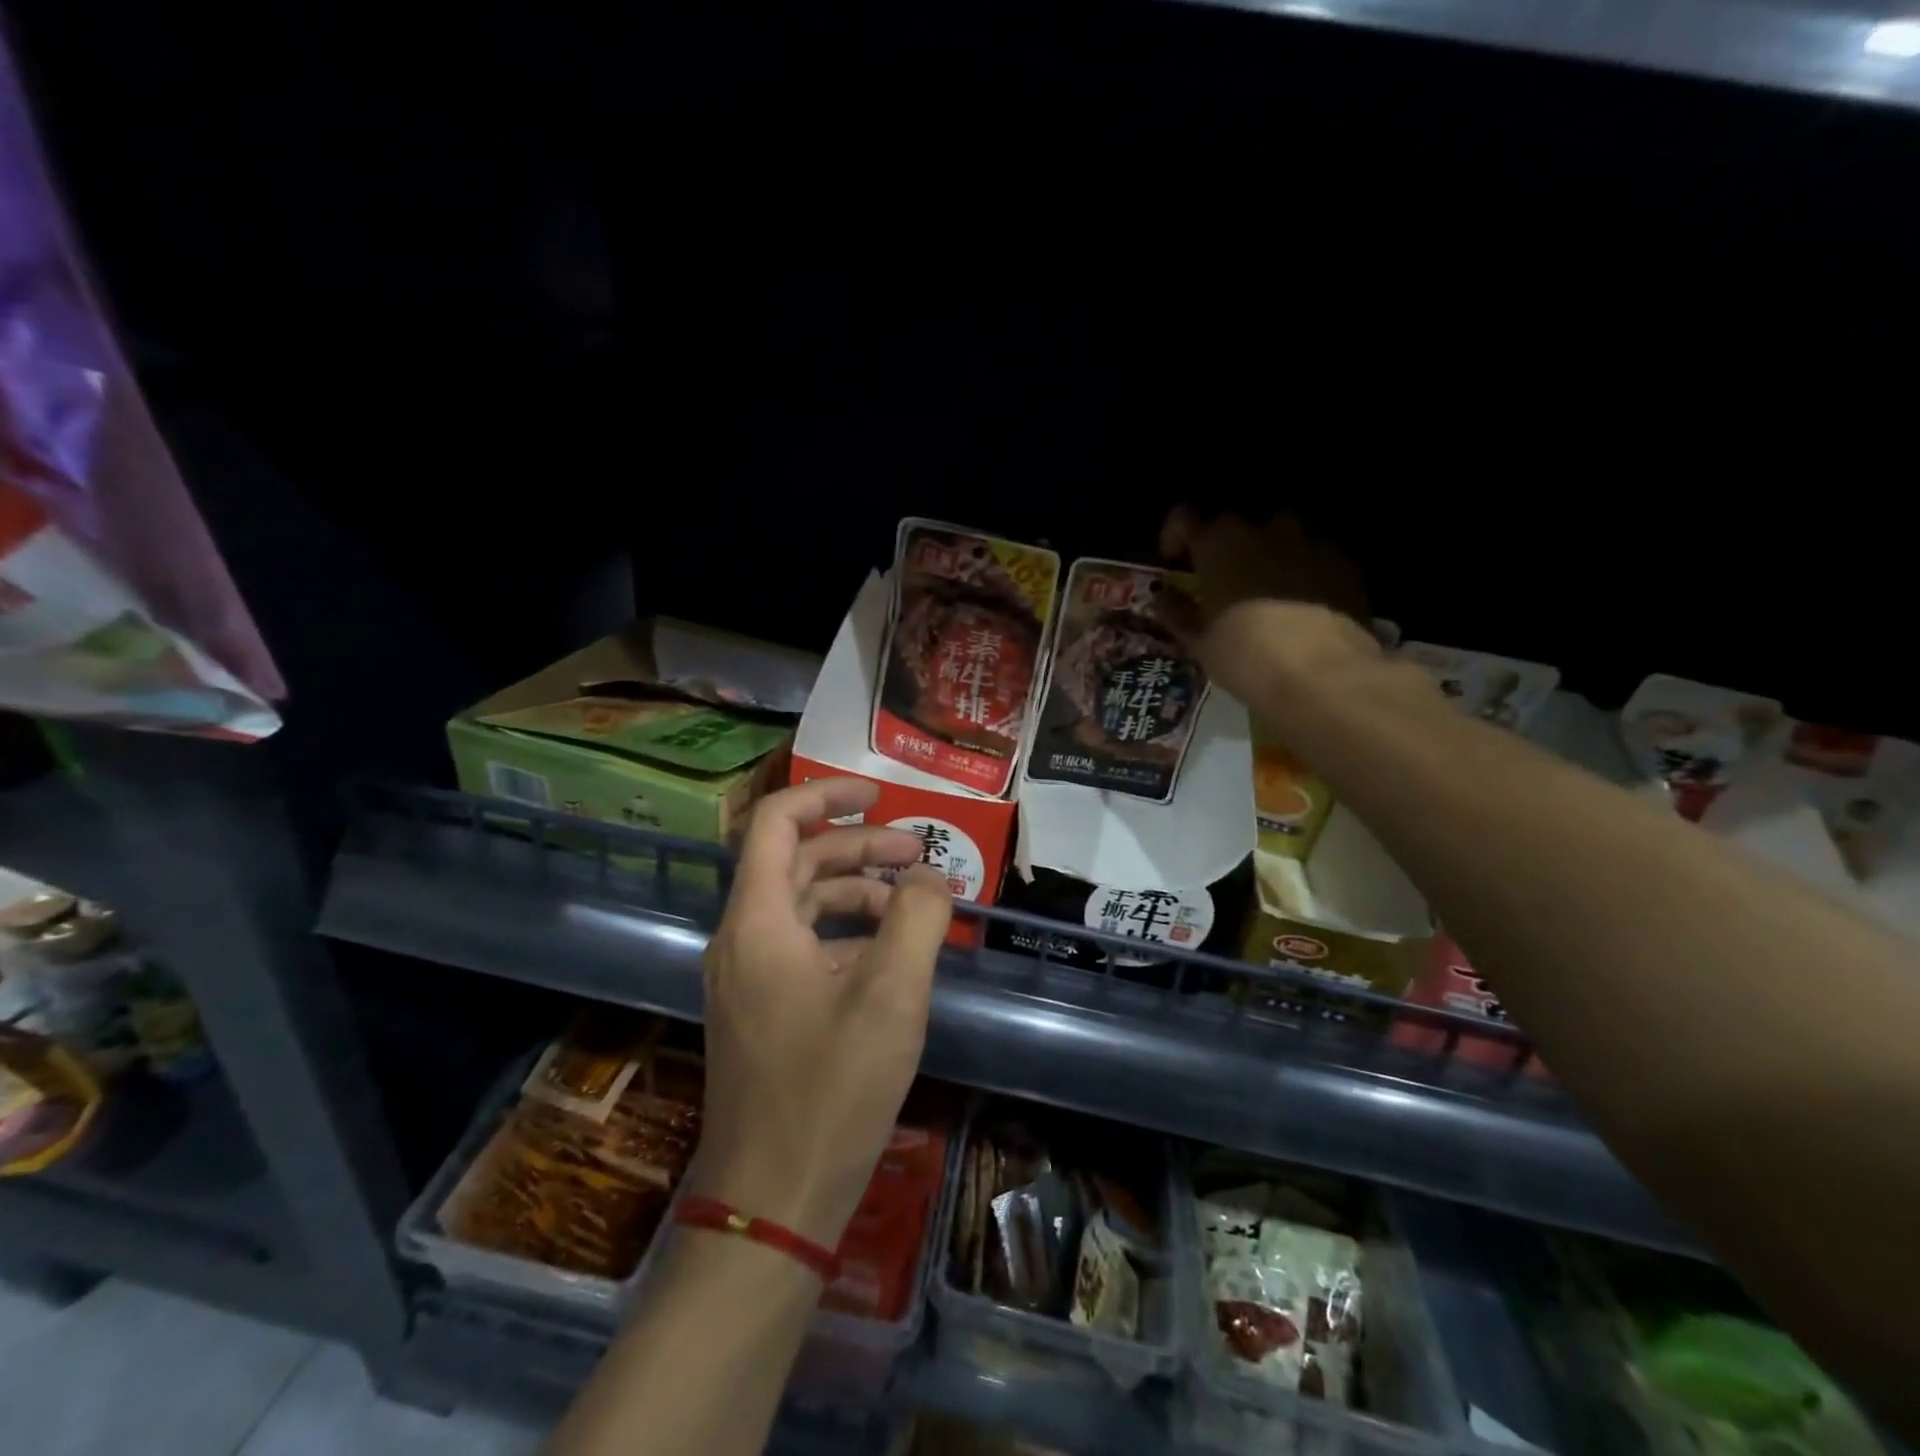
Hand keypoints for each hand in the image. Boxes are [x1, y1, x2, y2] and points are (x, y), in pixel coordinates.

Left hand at [688, 777, 953, 1252]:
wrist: (772, 1204)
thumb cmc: (831, 1090)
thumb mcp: (891, 996)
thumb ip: (917, 919)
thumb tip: (932, 877)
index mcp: (757, 922)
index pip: (777, 823)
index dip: (826, 795)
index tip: (879, 794)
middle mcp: (741, 940)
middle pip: (796, 860)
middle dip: (858, 846)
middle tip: (918, 853)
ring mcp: (747, 978)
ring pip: (801, 904)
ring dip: (856, 890)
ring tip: (915, 903)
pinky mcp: (761, 1010)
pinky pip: (802, 946)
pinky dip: (845, 934)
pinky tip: (890, 954)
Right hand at [1158, 508, 1379, 707]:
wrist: (1324, 676)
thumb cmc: (1246, 657)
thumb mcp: (1200, 642)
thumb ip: (1177, 613)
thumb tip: (1162, 597)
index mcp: (1219, 544)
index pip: (1185, 516)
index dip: (1175, 535)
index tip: (1175, 560)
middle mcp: (1264, 529)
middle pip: (1235, 524)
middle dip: (1224, 547)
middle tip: (1221, 582)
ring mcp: (1309, 540)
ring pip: (1278, 535)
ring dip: (1266, 554)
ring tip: (1265, 590)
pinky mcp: (1344, 561)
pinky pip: (1313, 554)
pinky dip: (1301, 569)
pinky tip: (1301, 602)